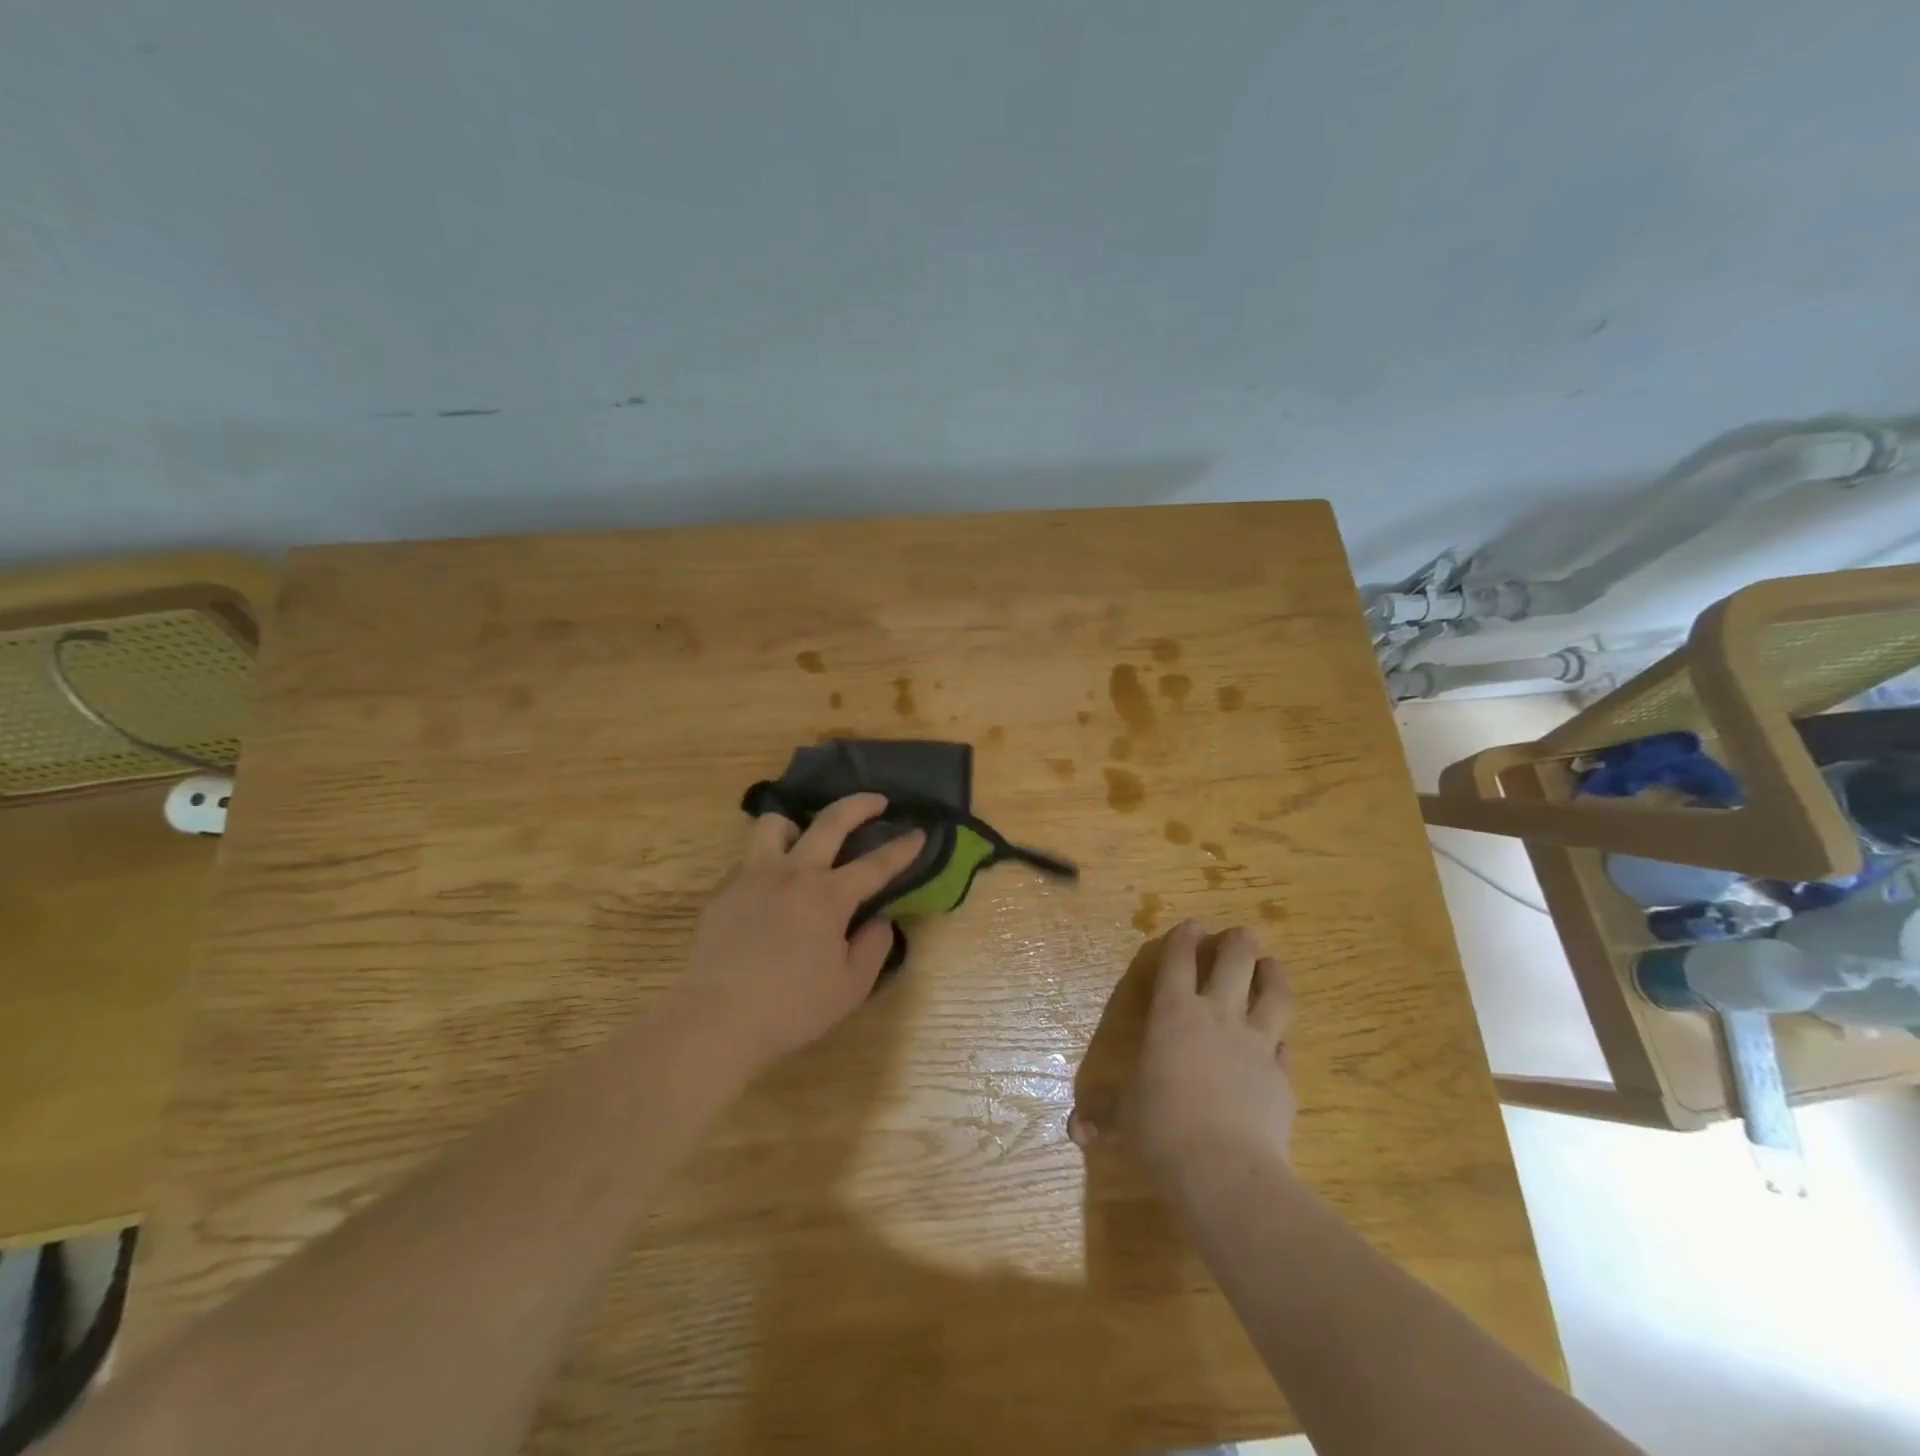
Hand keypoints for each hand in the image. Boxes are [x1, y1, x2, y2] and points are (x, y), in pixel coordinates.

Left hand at [677, 793, 924, 1073]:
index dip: (902, 847)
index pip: (876, 864)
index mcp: (828, 897)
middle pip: (831, 821)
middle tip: (877, 801)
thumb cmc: (791, 1008)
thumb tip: (880, 919)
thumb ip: (873, 947)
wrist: (716, 1020)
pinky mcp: (723, 891)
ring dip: (796, 824)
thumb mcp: (851, 988)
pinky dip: (766, 862)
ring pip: (774, 824)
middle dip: (860, 804)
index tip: (919, 832)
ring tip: (803, 839)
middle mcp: (792, 874)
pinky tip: (769, 889)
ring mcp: (752, 877)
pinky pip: (748, 860)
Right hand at [1070, 921, 1295, 1184]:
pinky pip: (1285, 1046)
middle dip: (1237, 943)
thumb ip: (1102, 1116)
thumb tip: (1075, 1129)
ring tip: (1271, 965)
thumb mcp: (1124, 1120)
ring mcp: (1256, 1044)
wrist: (1225, 1171)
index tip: (1191, 925)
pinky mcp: (1282, 1076)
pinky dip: (1282, 1040)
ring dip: (1272, 974)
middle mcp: (1217, 1017)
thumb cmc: (1162, 1130)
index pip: (1178, 961)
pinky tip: (1281, 1042)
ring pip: (1273, 994)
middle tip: (1240, 935)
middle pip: (1235, 962)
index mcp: (1172, 1014)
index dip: (1184, 938)